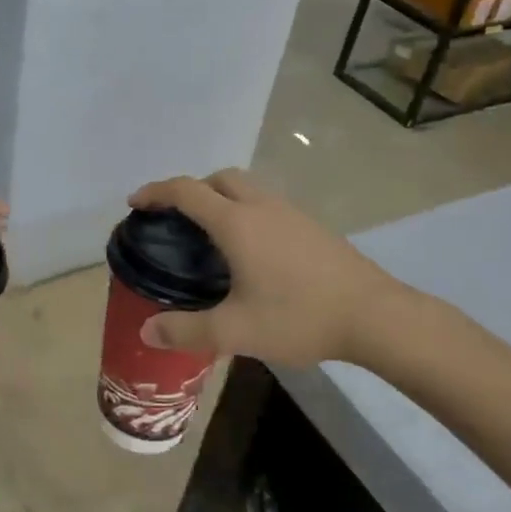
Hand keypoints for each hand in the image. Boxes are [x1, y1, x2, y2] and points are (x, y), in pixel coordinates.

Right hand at [127, 169, 414, 367]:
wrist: (375, 316)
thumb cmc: (299, 316)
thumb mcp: (236, 331)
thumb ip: (186, 331)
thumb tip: (146, 332)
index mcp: (236, 223)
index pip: (186, 192)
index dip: (156, 192)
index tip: (136, 203)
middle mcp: (261, 207)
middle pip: (218, 179)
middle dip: (191, 189)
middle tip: (177, 220)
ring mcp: (291, 213)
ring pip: (247, 188)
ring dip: (221, 198)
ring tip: (211, 236)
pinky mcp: (312, 226)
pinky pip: (267, 204)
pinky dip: (246, 211)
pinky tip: (252, 251)